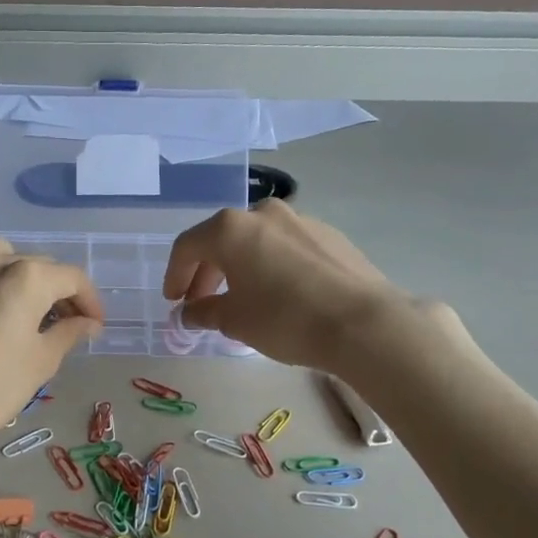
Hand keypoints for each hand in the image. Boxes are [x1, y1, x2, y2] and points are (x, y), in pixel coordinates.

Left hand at [0, 237, 102, 452]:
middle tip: (64, 322)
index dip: (90, 301)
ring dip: (17, 274)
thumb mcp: (41, 362)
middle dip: (56, 289)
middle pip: (35, 264)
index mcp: (25, 278)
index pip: (71, 278)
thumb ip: (68, 333)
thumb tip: (87, 323)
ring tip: (22, 307)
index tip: (94, 325)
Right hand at [162, 200, 452, 370]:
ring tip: (240, 298)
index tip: (174, 302)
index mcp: (231, 229)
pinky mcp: (329, 235)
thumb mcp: (235, 321)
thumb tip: (189, 313)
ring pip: (256, 241)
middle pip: (222, 239)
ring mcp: (300, 220)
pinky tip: (279, 294)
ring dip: (240, 267)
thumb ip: (204, 312)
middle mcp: (263, 214)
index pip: (188, 246)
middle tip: (201, 302)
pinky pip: (285, 247)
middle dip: (206, 272)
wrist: (363, 323)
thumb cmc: (285, 319)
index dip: (175, 275)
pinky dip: (271, 265)